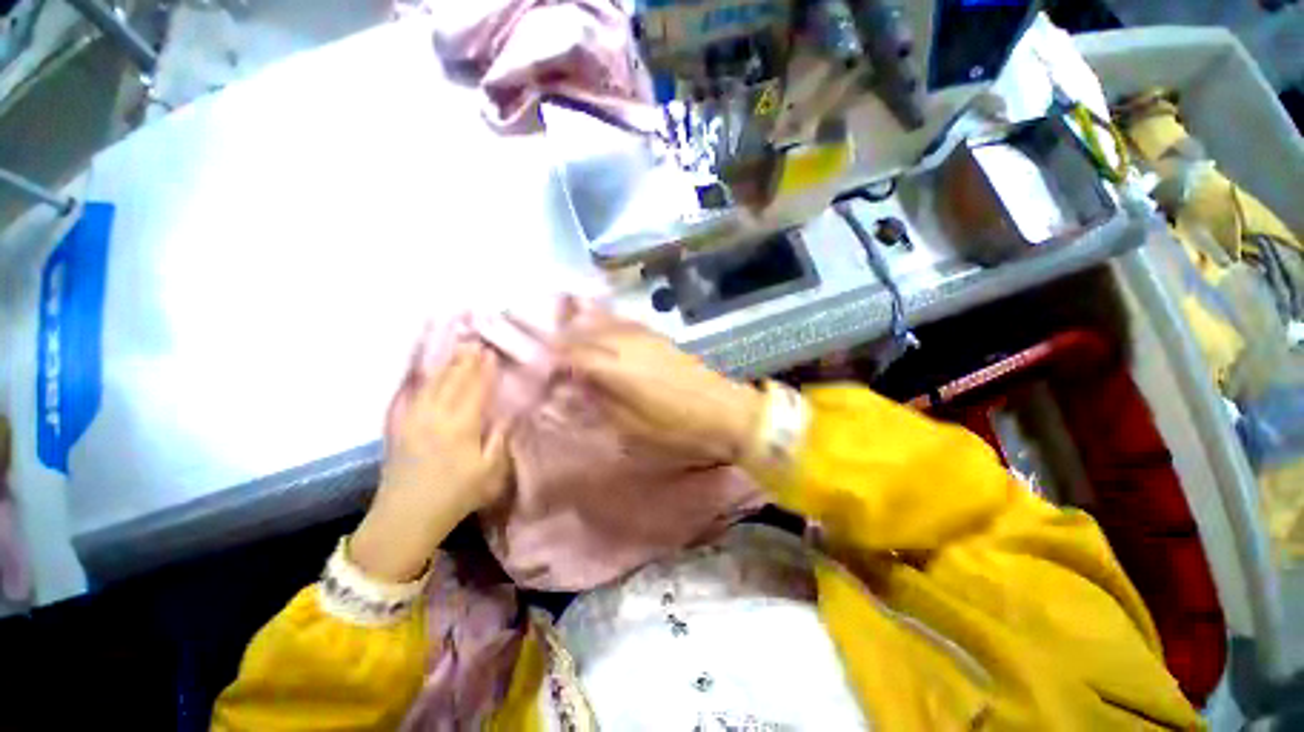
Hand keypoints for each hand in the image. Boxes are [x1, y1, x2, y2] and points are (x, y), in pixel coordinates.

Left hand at [352, 344, 510, 581]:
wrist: (405, 518)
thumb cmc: (456, 495)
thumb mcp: (489, 471)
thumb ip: (500, 438)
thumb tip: (508, 413)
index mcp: (460, 426)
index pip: (475, 389)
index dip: (484, 370)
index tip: (491, 352)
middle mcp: (435, 416)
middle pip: (453, 381)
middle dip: (465, 361)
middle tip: (475, 342)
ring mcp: (414, 419)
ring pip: (432, 384)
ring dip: (446, 365)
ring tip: (456, 350)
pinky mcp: (399, 426)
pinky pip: (413, 395)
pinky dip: (423, 380)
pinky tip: (428, 373)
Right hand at [560, 314, 762, 463]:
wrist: (727, 413)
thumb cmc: (678, 430)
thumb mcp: (631, 428)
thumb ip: (600, 401)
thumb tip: (578, 384)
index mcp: (615, 368)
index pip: (570, 355)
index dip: (551, 362)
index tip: (540, 373)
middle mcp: (625, 344)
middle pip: (583, 334)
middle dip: (561, 342)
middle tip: (546, 353)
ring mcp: (644, 337)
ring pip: (602, 323)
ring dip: (580, 329)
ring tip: (566, 338)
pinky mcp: (659, 337)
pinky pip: (623, 323)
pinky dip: (605, 324)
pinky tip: (600, 330)